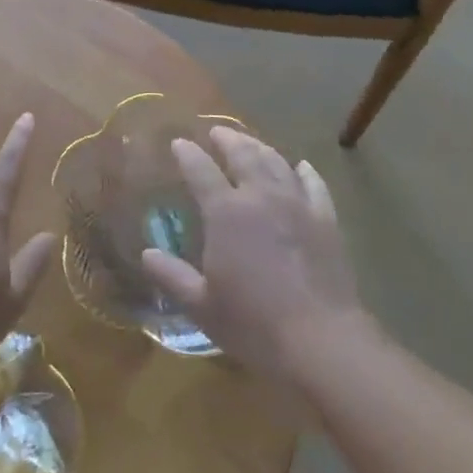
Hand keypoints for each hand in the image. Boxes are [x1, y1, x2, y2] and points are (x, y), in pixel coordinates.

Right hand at [142, 126, 366, 387]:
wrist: (322, 341)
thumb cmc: (254, 324)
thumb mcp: (202, 306)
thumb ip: (172, 276)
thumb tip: (147, 254)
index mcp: (225, 211)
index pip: (200, 169)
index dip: (187, 153)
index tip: (178, 143)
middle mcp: (260, 195)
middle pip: (242, 154)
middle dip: (226, 139)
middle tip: (216, 132)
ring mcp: (296, 204)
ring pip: (275, 162)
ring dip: (259, 147)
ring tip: (249, 142)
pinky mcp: (325, 220)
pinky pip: (314, 185)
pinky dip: (305, 172)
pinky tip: (301, 166)